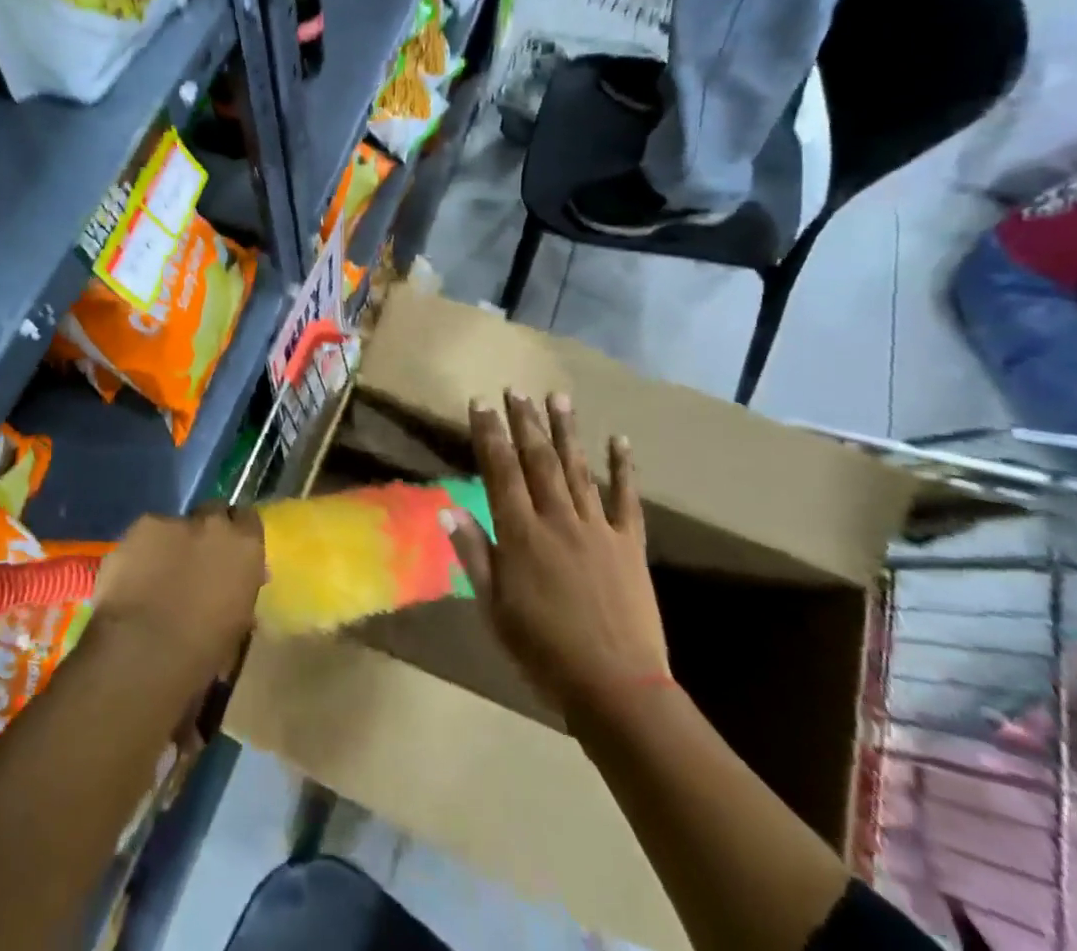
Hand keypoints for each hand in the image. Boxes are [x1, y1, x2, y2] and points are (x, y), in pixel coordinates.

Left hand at [91, 506, 266, 678]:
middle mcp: (215, 525)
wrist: (146, 651)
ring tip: (156, 572)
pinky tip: (133, 574)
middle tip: (194, 558)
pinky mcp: (142, 525)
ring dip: (172, 542)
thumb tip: (234, 590)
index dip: (237, 534)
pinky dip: (142, 549)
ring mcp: (177, 521)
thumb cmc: (201, 652)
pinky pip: (146, 532)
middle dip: (206, 531)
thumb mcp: (236, 625)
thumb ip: (238, 594)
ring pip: (176, 524)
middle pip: (214, 512)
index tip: (228, 552)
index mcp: (246, 549)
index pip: (249, 521)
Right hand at [450, 392, 671, 725]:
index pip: (500, 472)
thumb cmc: (543, 651)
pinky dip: (623, 468)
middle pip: (538, 460)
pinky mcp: (629, 545)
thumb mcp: (494, 608)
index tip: (480, 403)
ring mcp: (596, 529)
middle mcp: (557, 520)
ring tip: (558, 396)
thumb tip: (447, 509)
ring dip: (566, 431)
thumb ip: (473, 554)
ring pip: (577, 469)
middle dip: (525, 422)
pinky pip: (626, 499)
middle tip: (516, 389)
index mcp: (521, 535)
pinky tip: (619, 440)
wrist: (617, 688)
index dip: (489, 434)